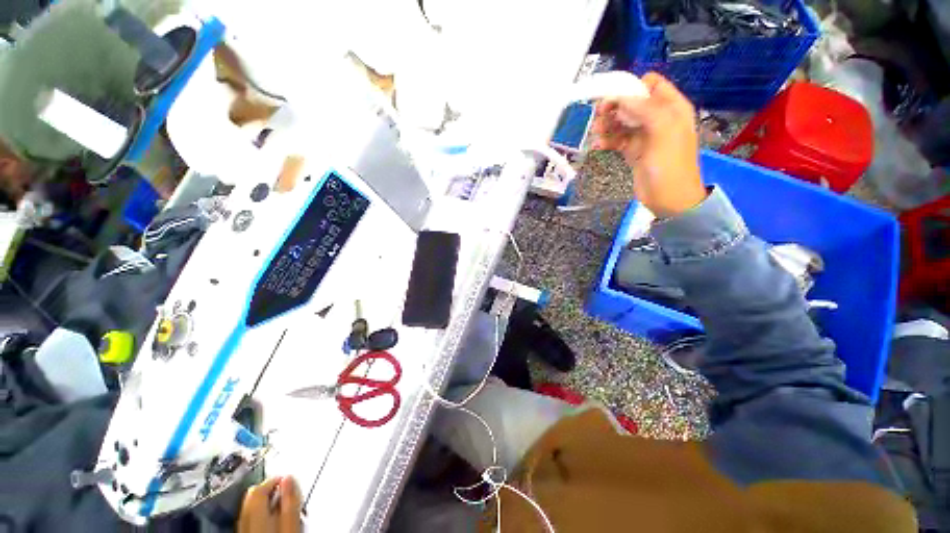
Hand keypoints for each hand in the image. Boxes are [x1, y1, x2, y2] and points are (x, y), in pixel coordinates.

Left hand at [238, 476, 301, 532]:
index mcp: (256, 519)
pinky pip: (249, 522)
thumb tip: (289, 477)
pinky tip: (274, 521)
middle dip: (269, 491)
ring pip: (250, 511)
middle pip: (251, 499)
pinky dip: (262, 516)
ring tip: (284, 506)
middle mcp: (243, 526)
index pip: (258, 490)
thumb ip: (290, 503)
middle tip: (289, 491)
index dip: (274, 480)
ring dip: (266, 504)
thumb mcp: (292, 527)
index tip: (290, 478)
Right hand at [591, 73, 705, 217]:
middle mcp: (657, 118)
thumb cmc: (670, 164)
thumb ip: (644, 109)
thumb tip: (619, 97)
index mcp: (671, 107)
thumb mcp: (663, 131)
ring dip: (607, 125)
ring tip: (596, 134)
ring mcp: (644, 135)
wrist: (668, 198)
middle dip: (614, 107)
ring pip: (622, 121)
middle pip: (632, 103)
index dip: (631, 87)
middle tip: (598, 117)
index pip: (651, 84)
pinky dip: (607, 140)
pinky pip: (617, 139)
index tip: (611, 97)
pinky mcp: (633, 151)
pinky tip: (598, 146)